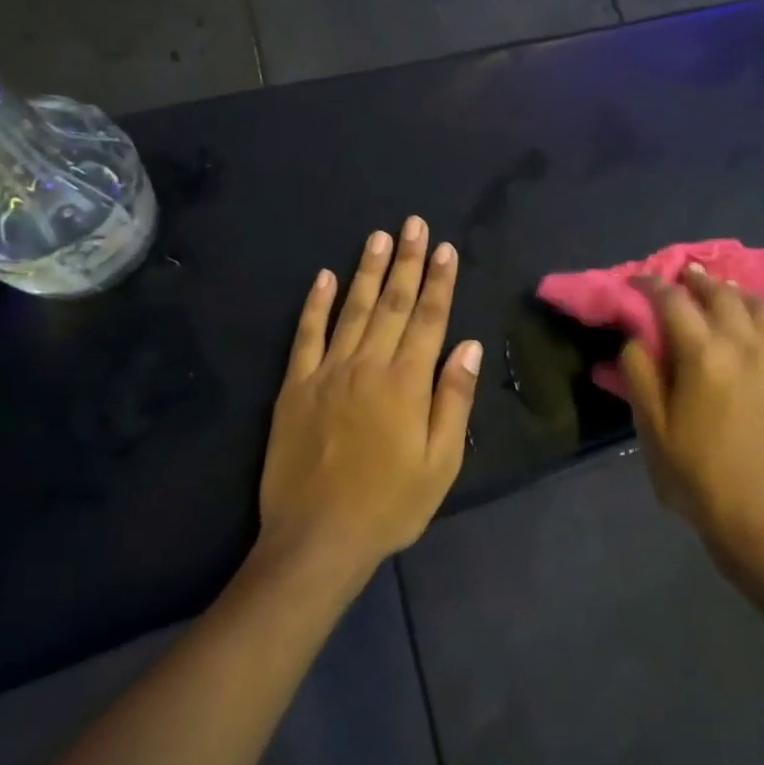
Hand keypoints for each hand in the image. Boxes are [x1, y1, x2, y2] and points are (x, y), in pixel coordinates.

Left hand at [259, 217, 480, 576]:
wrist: (317, 539)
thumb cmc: (389, 505)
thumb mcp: (441, 462)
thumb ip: (453, 399)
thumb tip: (468, 346)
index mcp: (406, 383)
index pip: (428, 319)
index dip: (439, 282)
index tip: (445, 249)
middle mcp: (368, 365)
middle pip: (393, 304)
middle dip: (407, 262)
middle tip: (414, 225)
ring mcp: (327, 372)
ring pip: (353, 310)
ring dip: (367, 271)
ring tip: (379, 237)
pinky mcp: (295, 386)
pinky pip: (305, 336)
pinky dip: (315, 305)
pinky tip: (322, 278)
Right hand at [619, 267, 763, 562]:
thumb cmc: (698, 477)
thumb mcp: (652, 429)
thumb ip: (639, 374)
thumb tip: (637, 336)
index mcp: (703, 355)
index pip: (672, 301)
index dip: (652, 285)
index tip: (639, 282)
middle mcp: (746, 344)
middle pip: (720, 293)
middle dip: (696, 280)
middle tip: (682, 280)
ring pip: (762, 305)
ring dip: (739, 294)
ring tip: (726, 297)